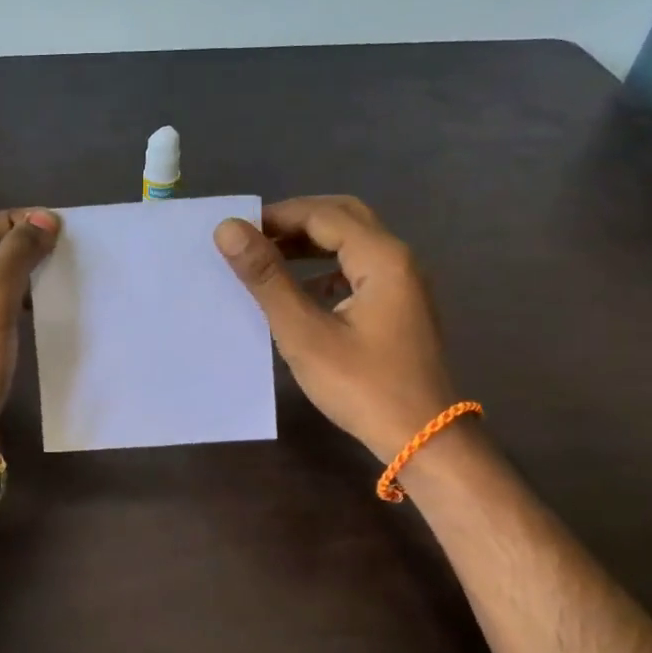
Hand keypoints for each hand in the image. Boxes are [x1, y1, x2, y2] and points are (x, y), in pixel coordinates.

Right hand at [214, 196, 456, 461]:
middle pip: (344, 218)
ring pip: (353, 244)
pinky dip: (327, 268)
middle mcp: (398, 260)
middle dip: (296, 222)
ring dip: (311, 244)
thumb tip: (229, 229)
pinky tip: (303, 291)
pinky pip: (360, 270)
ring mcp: (404, 284)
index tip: (235, 231)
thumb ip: (267, 278)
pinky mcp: (400, 307)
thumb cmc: (361, 386)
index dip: (276, 216)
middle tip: (253, 237)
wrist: (422, 437)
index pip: (323, 215)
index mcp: (382, 258)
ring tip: (269, 258)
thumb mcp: (305, 332)